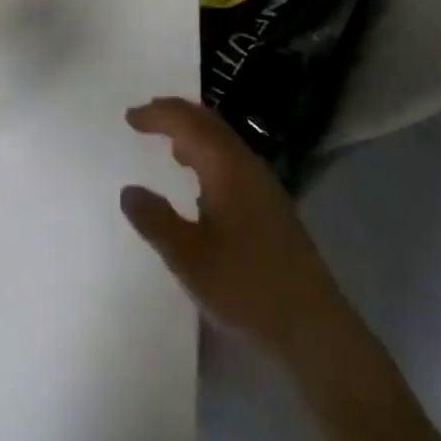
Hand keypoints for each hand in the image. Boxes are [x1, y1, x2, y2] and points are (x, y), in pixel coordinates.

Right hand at [121, 98, 347, 362]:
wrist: (312, 326)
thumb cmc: (246, 288)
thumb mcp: (189, 259)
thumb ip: (155, 221)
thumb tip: (128, 191)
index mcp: (227, 166)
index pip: (188, 122)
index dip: (157, 114)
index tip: (129, 117)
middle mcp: (247, 163)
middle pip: (208, 121)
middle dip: (175, 114)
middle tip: (144, 119)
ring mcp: (263, 182)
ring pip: (222, 139)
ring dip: (193, 133)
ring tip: (167, 145)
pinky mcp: (270, 202)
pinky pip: (231, 158)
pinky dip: (207, 153)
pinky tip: (199, 182)